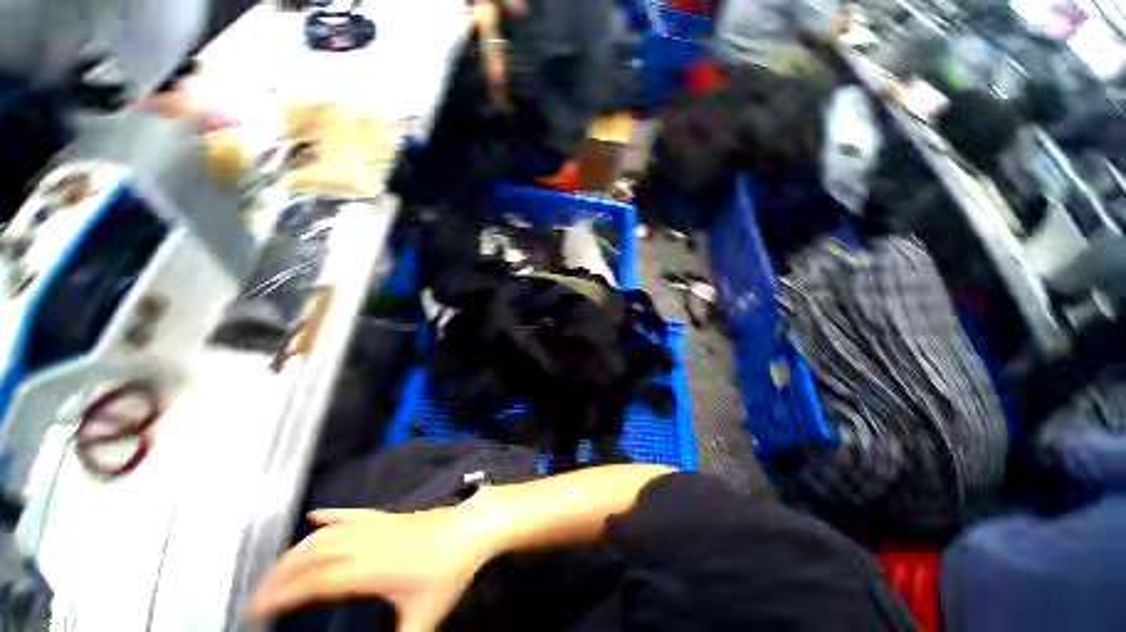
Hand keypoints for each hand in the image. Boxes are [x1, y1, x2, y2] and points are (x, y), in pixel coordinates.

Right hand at [248, 501, 498, 631]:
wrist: (471, 529)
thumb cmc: (448, 572)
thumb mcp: (423, 618)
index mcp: (367, 569)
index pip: (312, 583)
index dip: (281, 596)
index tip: (256, 610)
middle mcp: (364, 542)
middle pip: (311, 556)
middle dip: (279, 575)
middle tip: (259, 595)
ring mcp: (376, 525)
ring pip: (326, 533)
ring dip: (297, 549)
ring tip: (277, 568)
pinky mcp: (387, 515)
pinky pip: (351, 513)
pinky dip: (330, 515)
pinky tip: (316, 516)